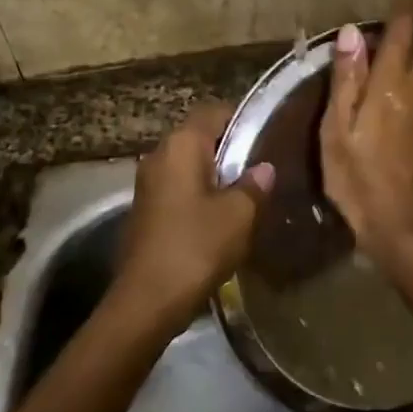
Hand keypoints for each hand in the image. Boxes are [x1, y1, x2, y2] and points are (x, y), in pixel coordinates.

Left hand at [108, 101, 273, 332]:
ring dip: (215, 175)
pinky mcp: (145, 210)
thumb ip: (254, 186)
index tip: (267, 136)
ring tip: (247, 193)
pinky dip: (199, 195)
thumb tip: (264, 169)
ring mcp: (147, 183)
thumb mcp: (238, 216)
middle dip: (230, 149)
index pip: (213, 111)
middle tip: (261, 167)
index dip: (241, 119)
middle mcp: (159, 155)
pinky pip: (178, 189)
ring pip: (189, 166)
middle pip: (199, 138)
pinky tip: (221, 217)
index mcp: (181, 146)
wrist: (147, 300)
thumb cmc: (196, 247)